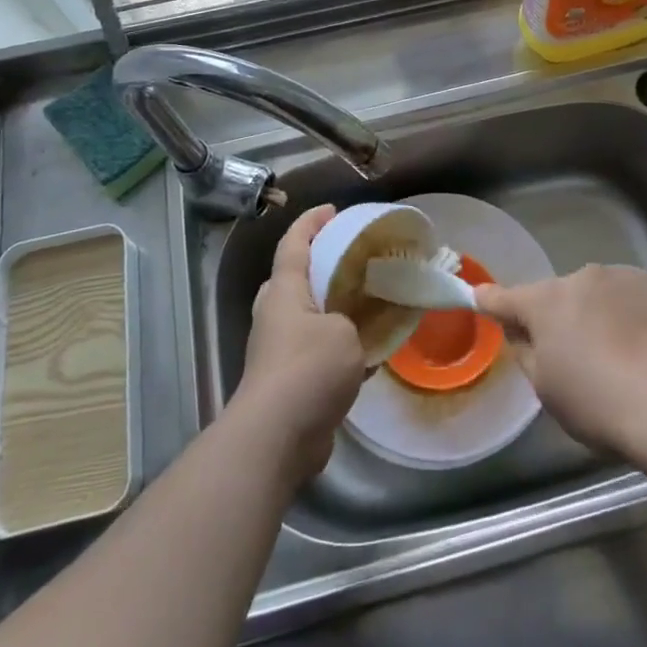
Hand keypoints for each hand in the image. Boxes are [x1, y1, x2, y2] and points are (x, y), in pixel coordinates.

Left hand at [234, 204, 366, 481]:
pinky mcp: (289, 381)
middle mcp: (276, 315)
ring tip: (367, 301)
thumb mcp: (344, 332)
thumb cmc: (309, 369)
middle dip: (319, 264)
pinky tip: (370, 350)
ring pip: (307, 316)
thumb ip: (352, 319)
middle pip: (294, 278)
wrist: (277, 436)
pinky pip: (316, 349)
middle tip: (353, 259)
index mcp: (284, 292)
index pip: (294, 243)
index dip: (311, 222)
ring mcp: (279, 350)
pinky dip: (340, 345)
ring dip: (332, 307)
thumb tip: (352, 329)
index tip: (332, 209)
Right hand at [475, 265, 646, 457]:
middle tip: (579, 357)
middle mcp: (587, 277)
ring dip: (608, 317)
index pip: (508, 298)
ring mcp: (633, 280)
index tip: (480, 296)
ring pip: (609, 297)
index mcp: (548, 301)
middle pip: (566, 296)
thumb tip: (523, 334)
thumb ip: (529, 353)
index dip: (492, 301)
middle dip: (567, 317)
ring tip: (626, 361)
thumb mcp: (547, 390)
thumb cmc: (598, 403)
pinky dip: (645, 326)